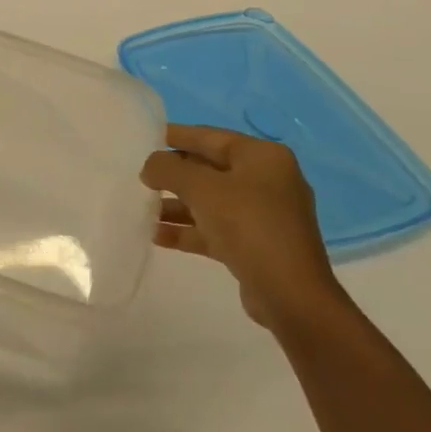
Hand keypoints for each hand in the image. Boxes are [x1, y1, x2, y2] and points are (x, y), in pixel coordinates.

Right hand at [142, 124, 345, 332]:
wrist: (290, 295)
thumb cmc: (247, 225)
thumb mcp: (200, 188)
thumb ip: (168, 168)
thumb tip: (151, 166)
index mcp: (262, 157)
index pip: (210, 136)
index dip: (176, 136)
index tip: (146, 137)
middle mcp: (267, 180)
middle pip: (209, 169)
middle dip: (174, 175)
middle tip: (140, 177)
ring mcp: (263, 215)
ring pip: (210, 201)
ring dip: (177, 205)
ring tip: (143, 210)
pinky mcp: (256, 245)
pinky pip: (215, 228)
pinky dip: (189, 230)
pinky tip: (157, 236)